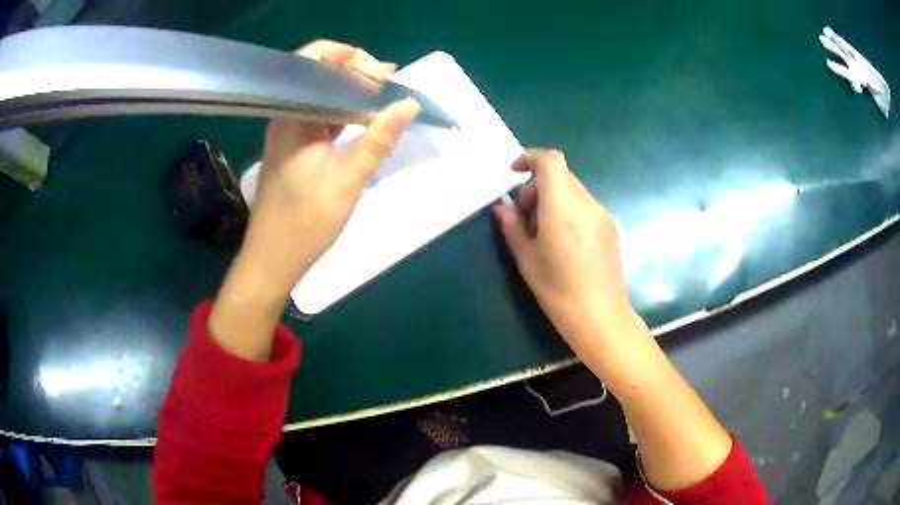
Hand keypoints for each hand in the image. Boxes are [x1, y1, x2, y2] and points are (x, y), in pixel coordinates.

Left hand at [239, 40, 419, 295]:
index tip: (383, 76)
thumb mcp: (348, 180)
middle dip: (357, 71)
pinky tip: (366, 119)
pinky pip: (320, 115)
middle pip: (319, 74)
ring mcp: (288, 130)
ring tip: (386, 97)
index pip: (315, 60)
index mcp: (293, 115)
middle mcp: (286, 115)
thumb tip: (408, 104)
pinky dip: (344, 112)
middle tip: (391, 85)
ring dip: (352, 92)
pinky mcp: (293, 146)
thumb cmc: (305, 223)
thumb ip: (378, 139)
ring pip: (321, 95)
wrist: (272, 259)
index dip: (351, 57)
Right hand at [494, 150, 737, 493]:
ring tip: (542, 233)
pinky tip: (563, 241)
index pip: (551, 161)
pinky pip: (584, 204)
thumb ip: (513, 228)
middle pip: (561, 175)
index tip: (514, 173)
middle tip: (525, 218)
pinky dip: (567, 209)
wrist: (603, 320)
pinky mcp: (610, 226)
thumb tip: (502, 207)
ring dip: (552, 199)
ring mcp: (602, 214)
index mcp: (563, 211)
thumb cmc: (560, 296)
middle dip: (537, 187)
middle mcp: (586, 205)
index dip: (530, 157)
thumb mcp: (527, 263)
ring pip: (572, 189)